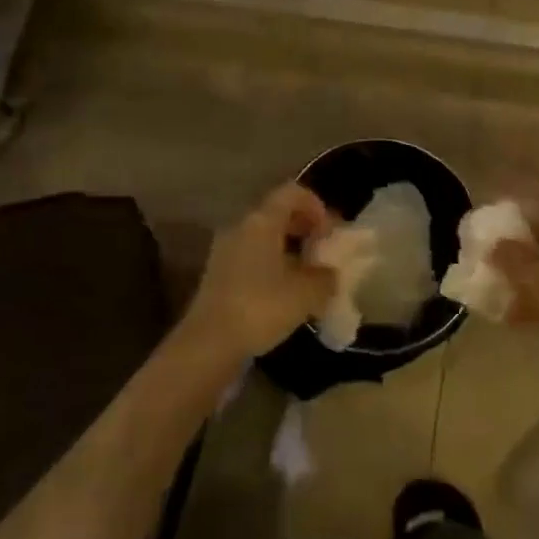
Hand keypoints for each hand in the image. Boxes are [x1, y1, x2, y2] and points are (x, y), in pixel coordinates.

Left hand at [187, 183, 338, 358]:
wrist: (208, 346)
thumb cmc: (260, 308)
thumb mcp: (306, 293)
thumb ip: (326, 276)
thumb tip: (330, 273)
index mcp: (261, 221)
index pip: (292, 192)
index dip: (316, 205)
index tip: (330, 232)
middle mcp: (241, 228)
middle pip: (278, 213)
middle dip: (305, 228)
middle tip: (324, 253)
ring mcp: (226, 252)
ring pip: (265, 238)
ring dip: (290, 250)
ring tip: (309, 276)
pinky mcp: (219, 276)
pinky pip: (253, 258)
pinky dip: (273, 266)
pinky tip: (286, 294)